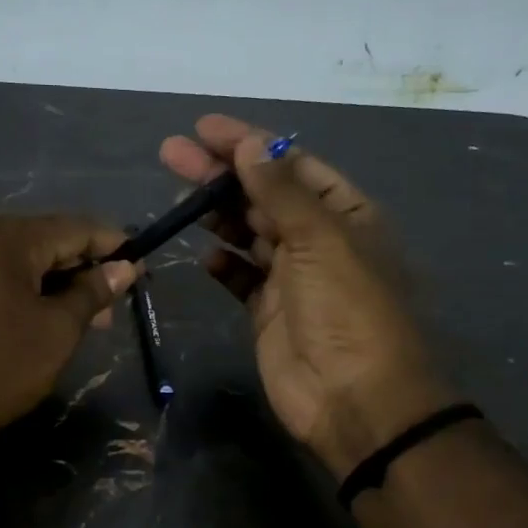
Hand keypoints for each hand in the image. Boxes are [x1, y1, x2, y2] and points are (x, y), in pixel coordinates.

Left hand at [0, 214, 136, 468]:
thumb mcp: (56, 332)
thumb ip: (92, 292)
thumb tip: (124, 267)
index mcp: (4, 234)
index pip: (74, 227)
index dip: (112, 245)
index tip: (139, 266)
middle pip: (41, 239)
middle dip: (78, 269)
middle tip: (106, 309)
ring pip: (12, 256)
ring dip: (47, 281)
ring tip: (73, 319)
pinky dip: (14, 286)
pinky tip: (29, 316)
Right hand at [159, 115, 459, 477]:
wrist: (356, 399)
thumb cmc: (347, 309)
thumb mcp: (320, 240)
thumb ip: (280, 192)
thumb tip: (250, 144)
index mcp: (345, 214)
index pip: (292, 165)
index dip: (251, 144)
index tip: (205, 128)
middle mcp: (319, 240)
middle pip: (264, 195)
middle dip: (221, 173)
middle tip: (172, 153)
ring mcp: (292, 278)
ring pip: (248, 233)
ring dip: (216, 213)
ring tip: (177, 194)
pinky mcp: (268, 312)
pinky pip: (241, 278)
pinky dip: (223, 264)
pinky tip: (204, 253)